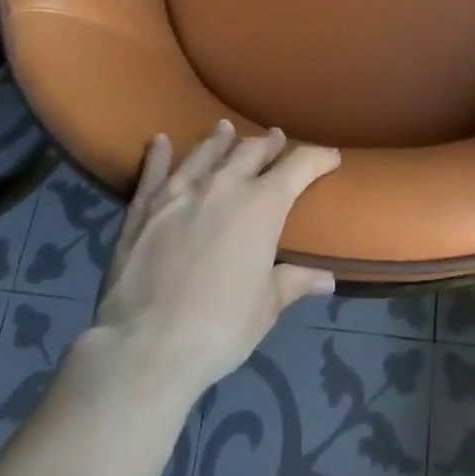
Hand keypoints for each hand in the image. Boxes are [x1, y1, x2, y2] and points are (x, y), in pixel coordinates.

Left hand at [93, 121, 339, 400]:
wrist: (147, 346)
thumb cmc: (221, 327)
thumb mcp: (267, 307)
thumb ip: (295, 282)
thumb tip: (327, 279)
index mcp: (262, 205)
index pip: (299, 166)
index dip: (318, 158)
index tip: (331, 157)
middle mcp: (224, 185)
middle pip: (251, 150)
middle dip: (269, 144)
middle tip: (276, 139)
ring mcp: (180, 191)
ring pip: (206, 152)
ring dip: (220, 140)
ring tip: (226, 129)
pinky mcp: (144, 206)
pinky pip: (154, 170)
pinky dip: (159, 153)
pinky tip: (160, 141)